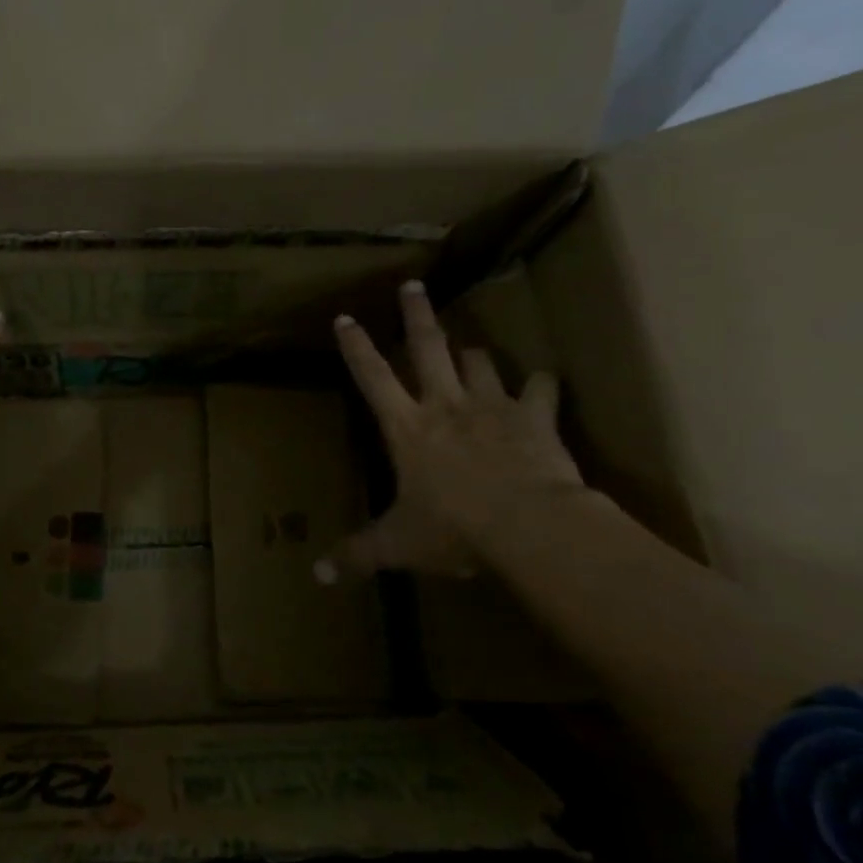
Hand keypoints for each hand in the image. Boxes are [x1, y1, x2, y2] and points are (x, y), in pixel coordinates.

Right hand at [318, 279, 584, 582]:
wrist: (526, 526)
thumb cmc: (452, 529)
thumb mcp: (398, 545)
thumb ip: (358, 556)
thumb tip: (318, 578)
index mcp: (406, 428)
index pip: (372, 377)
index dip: (356, 347)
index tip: (346, 317)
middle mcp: (445, 405)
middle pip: (428, 347)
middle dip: (417, 314)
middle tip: (413, 285)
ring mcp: (492, 406)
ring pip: (480, 362)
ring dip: (474, 355)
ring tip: (472, 350)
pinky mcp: (534, 417)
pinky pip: (541, 389)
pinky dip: (541, 386)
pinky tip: (544, 384)